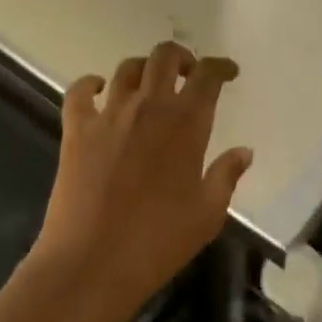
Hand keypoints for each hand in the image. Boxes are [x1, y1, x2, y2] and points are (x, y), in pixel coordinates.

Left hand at [29, 41, 252, 321]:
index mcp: (186, 122)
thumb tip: (244, 151)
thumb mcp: (206, 215)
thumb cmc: (157, 243)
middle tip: (188, 74)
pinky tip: (99, 90)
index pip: (208, 75)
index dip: (221, 66)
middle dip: (181, 57)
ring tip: (149, 85)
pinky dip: (90, 84)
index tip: (229, 72)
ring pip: (128, 68)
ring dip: (143, 69)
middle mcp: (149, 105)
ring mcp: (110, 114)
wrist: (90, 266)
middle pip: (165, 56)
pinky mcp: (77, 129)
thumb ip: (226, 176)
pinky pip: (80, 91)